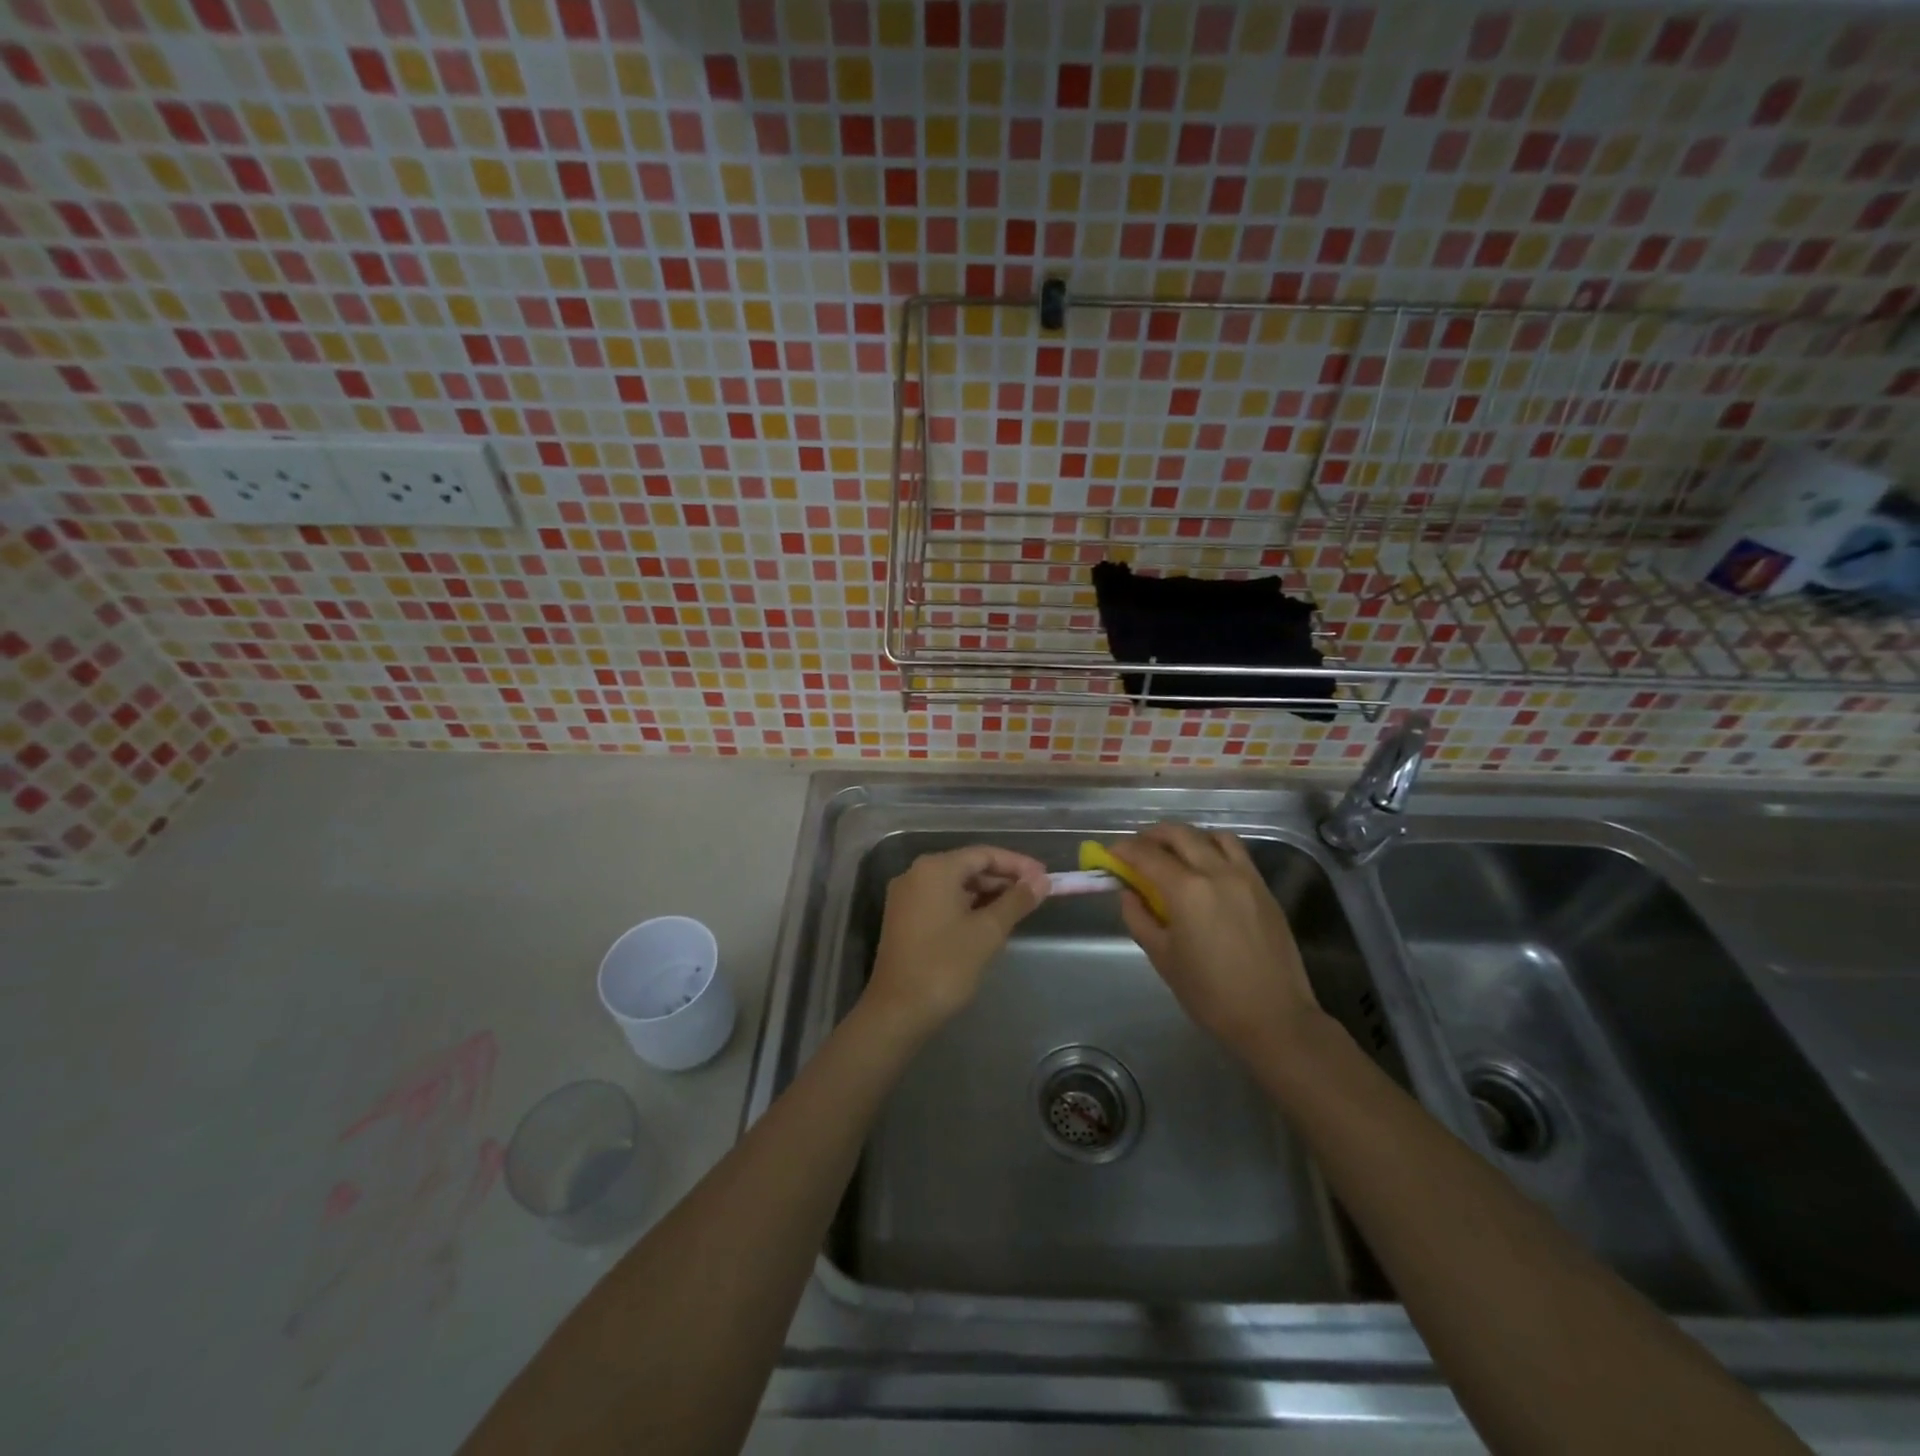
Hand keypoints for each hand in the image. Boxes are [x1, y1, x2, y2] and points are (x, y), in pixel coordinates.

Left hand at [862, 845, 1048, 1038]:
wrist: (898, 1011)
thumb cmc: (946, 965)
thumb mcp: (988, 931)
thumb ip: (1016, 901)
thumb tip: (1042, 881)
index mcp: (935, 868)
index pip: (984, 854)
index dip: (1018, 864)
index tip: (1045, 877)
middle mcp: (916, 874)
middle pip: (968, 866)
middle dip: (1003, 878)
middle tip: (1036, 893)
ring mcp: (907, 896)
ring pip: (955, 884)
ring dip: (987, 893)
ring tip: (1019, 907)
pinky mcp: (904, 917)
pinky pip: (942, 900)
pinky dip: (967, 905)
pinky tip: (990, 919)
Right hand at [1109, 823, 1322, 1064]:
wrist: (1274, 1017)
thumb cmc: (1210, 994)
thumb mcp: (1162, 957)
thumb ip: (1139, 918)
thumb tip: (1129, 893)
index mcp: (1186, 890)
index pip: (1147, 854)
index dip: (1124, 850)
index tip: (1111, 854)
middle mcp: (1216, 872)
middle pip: (1179, 834)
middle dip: (1152, 836)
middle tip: (1137, 849)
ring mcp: (1245, 877)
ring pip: (1212, 836)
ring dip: (1187, 837)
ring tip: (1174, 853)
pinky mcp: (1264, 888)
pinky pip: (1236, 852)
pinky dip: (1214, 848)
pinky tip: (1205, 868)